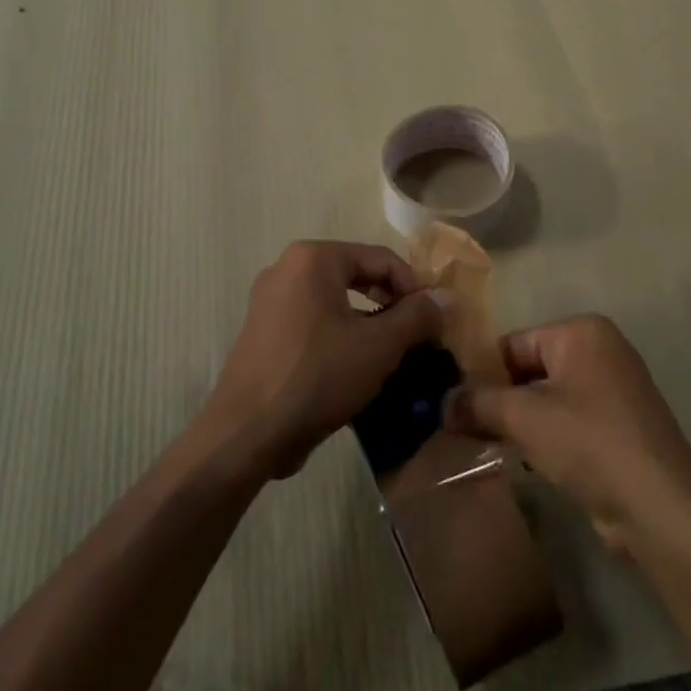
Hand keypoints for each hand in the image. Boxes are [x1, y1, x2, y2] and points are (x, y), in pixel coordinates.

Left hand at [208, 240, 444, 479]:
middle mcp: (287, 267)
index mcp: (314, 258)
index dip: (414, 287)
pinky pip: (313, 319)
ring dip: (368, 321)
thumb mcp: (378, 346)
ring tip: (392, 353)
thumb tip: (443, 298)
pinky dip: (340, 333)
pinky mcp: (263, 330)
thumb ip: (416, 316)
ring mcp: (270, 299)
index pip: (381, 258)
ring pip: (335, 300)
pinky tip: (356, 366)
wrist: (247, 432)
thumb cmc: (317, 376)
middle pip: (357, 274)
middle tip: (417, 336)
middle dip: (391, 303)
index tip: (435, 320)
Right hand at [444, 315, 690, 558]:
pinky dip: (547, 438)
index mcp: (582, 332)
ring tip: (489, 447)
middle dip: (500, 400)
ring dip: (521, 423)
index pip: (514, 344)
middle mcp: (601, 351)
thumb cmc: (589, 443)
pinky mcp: (621, 428)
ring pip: (549, 399)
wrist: (661, 510)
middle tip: (464, 429)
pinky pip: (570, 422)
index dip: (482, 374)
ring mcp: (615, 391)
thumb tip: (440, 403)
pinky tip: (527, 463)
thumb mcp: (524, 418)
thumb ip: (478, 403)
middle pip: (531, 370)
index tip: (453, 404)